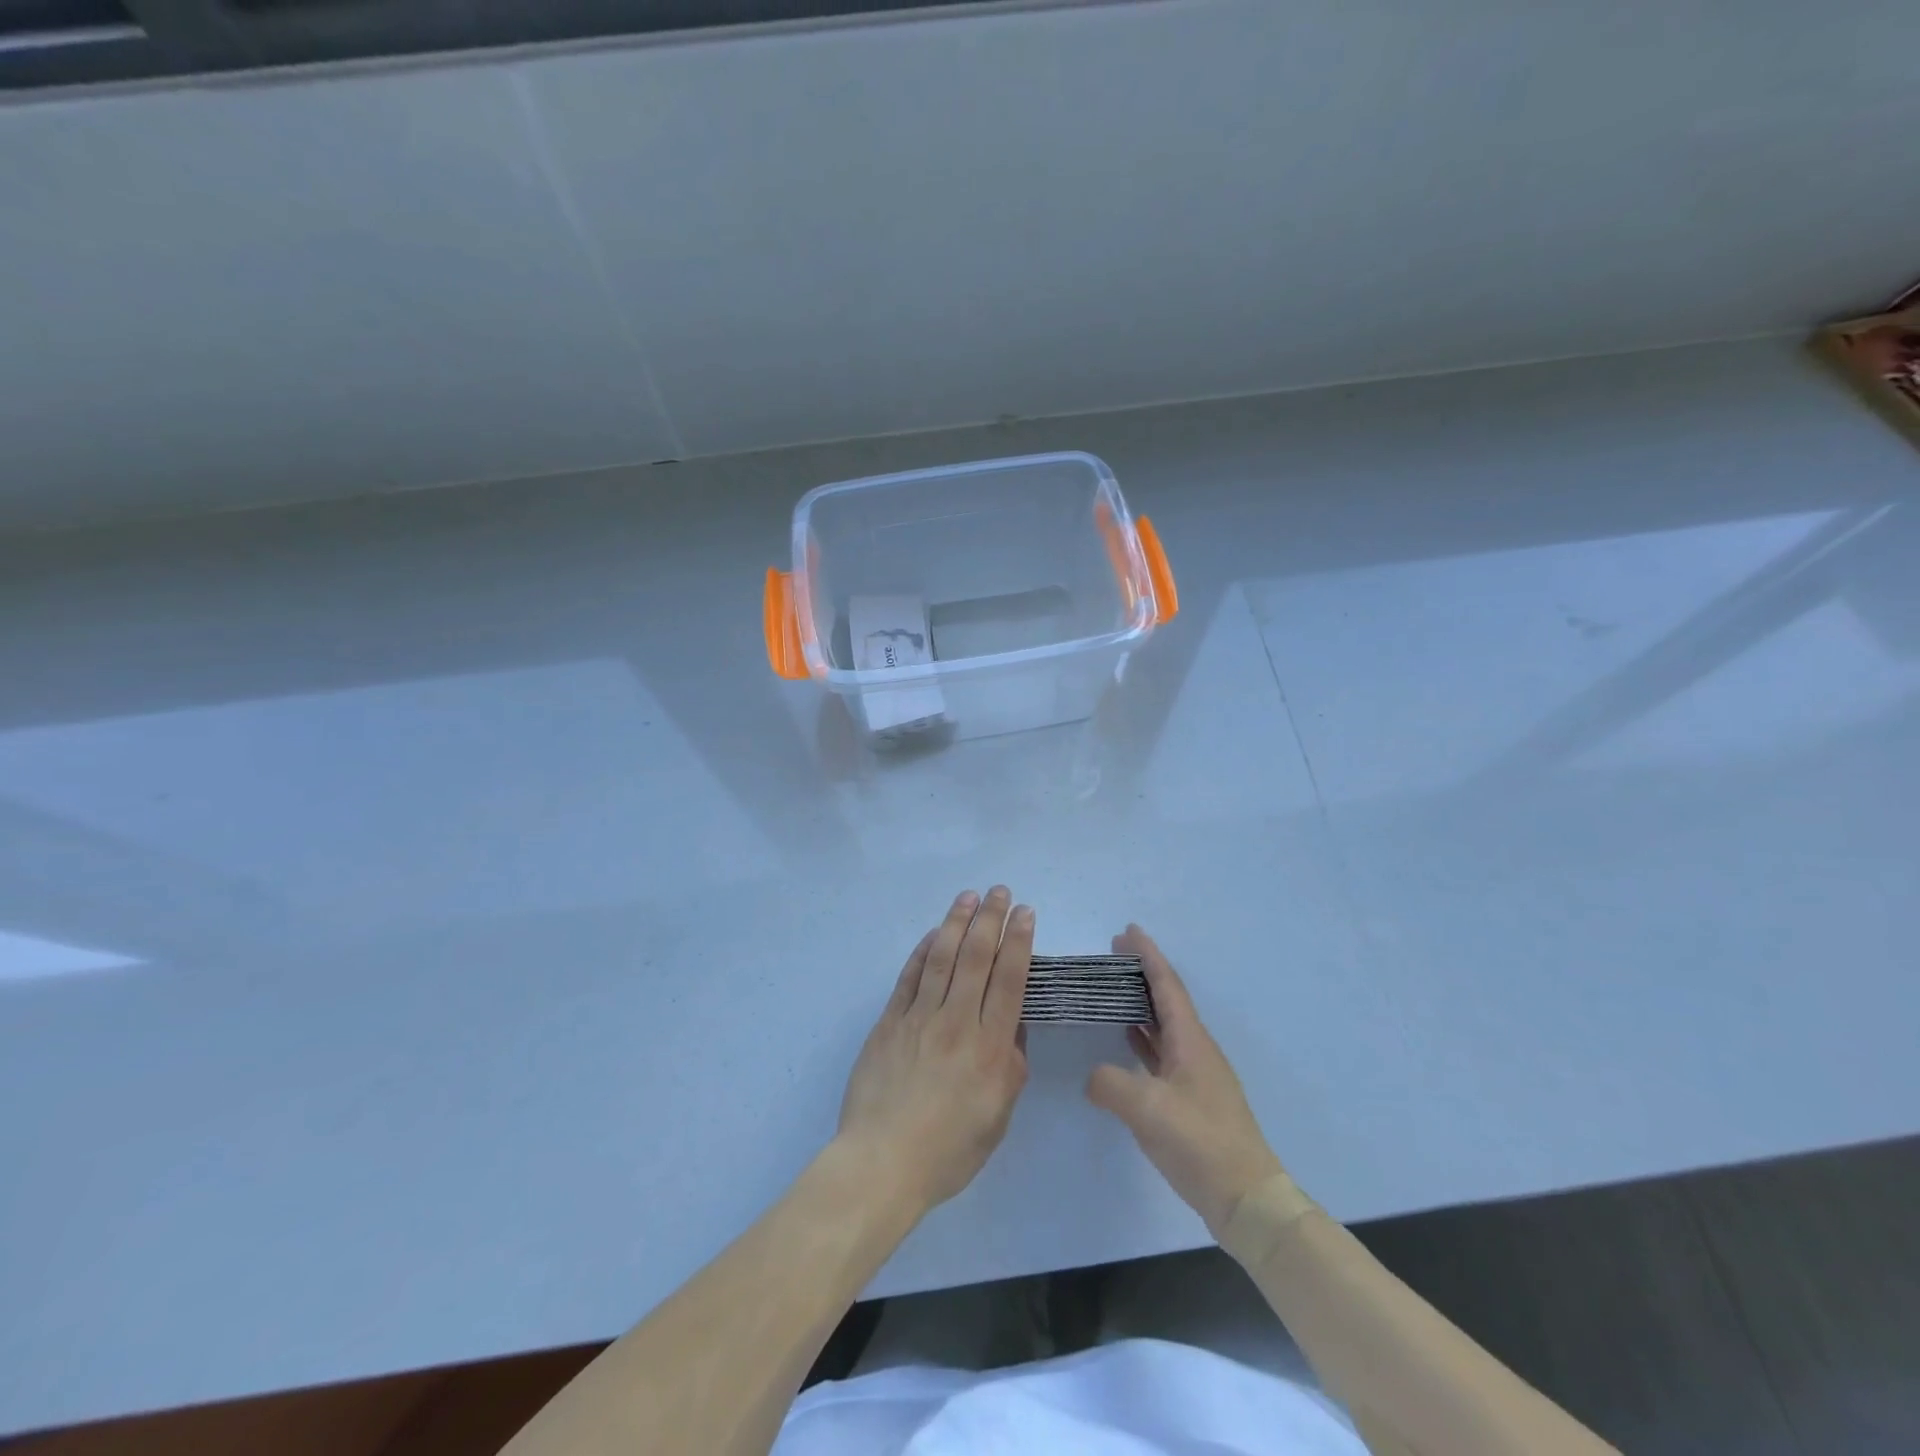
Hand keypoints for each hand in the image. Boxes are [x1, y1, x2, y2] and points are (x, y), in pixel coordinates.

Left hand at [835, 888, 1032, 1217]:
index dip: (1019, 941)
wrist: (882, 1163)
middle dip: (990, 919)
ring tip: (968, 896)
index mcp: (990, 1047)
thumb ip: (1010, 1066)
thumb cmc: (949, 1150)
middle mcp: (957, 1022)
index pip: (1009, 980)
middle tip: (1000, 891)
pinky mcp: (889, 1022)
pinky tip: (933, 934)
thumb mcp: (998, 1116)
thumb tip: (1013, 1027)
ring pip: (941, 957)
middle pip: (976, 958)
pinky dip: (923, 951)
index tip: (1025, 913)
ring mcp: (919, 1018)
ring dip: (956, 922)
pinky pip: (909, 977)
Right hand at [1085, 925, 1286, 1235]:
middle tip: (1114, 954)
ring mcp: (1197, 1075)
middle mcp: (1196, 1049)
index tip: (1128, 930)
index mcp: (1190, 1040)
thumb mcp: (1146, 1109)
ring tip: (1114, 990)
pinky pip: (1164, 1052)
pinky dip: (1145, 1038)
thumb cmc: (1199, 1142)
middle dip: (1142, 973)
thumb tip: (1094, 1077)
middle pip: (1167, 999)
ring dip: (1142, 1004)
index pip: (1166, 985)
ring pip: (1166, 1026)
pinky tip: (1128, 1041)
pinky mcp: (1193, 1100)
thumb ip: (1110, 1084)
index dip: (1148, 955)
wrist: (1246, 1199)